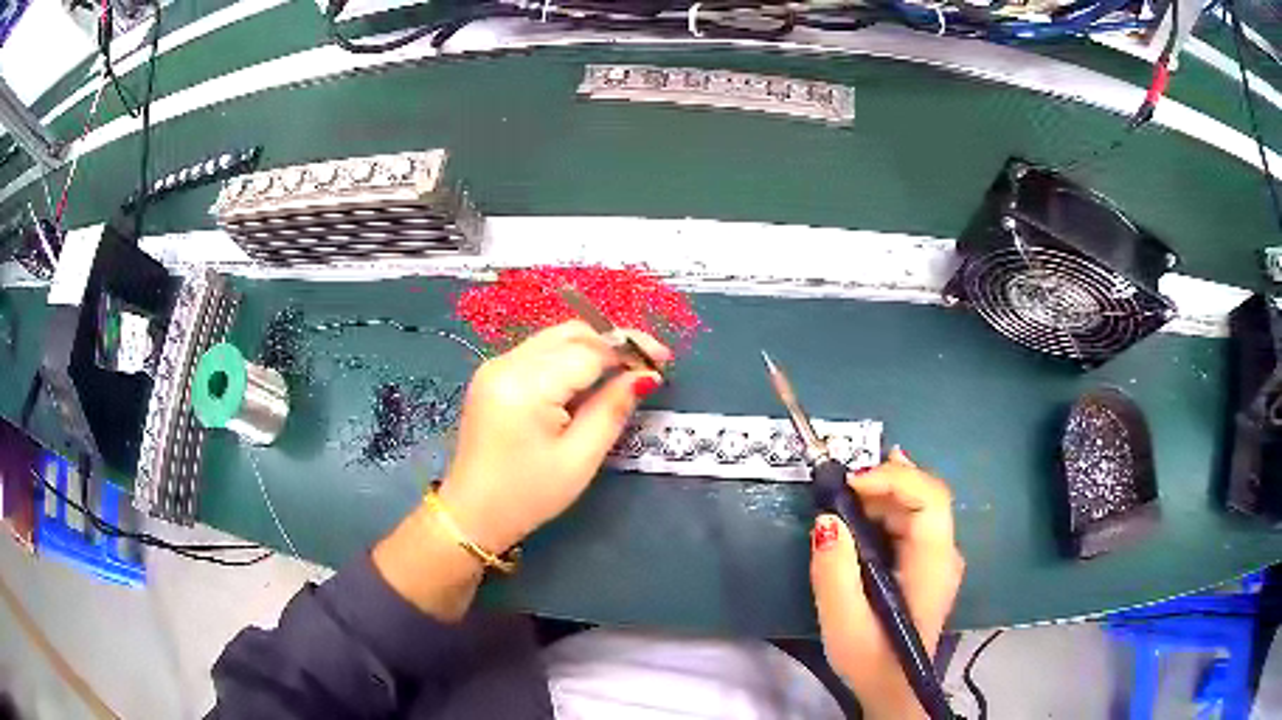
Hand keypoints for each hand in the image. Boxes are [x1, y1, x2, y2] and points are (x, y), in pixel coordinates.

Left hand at [438, 320, 669, 552]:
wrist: (472, 514)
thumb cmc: (528, 495)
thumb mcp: (579, 459)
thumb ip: (612, 410)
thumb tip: (644, 376)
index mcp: (526, 385)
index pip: (588, 350)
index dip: (628, 351)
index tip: (663, 361)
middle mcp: (506, 363)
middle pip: (571, 334)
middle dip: (612, 343)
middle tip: (646, 364)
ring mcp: (494, 366)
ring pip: (555, 338)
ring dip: (591, 349)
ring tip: (622, 373)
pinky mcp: (492, 376)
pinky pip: (539, 353)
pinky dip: (568, 359)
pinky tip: (586, 381)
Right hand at [810, 447, 964, 719]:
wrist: (893, 688)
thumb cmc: (870, 659)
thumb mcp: (842, 621)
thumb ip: (834, 571)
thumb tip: (826, 520)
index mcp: (933, 564)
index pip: (930, 499)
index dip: (895, 478)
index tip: (850, 483)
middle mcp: (944, 553)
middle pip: (926, 496)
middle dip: (885, 480)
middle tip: (840, 483)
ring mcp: (938, 558)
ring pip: (919, 506)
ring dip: (884, 491)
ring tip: (845, 490)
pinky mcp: (926, 565)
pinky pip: (912, 522)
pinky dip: (887, 506)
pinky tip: (865, 503)